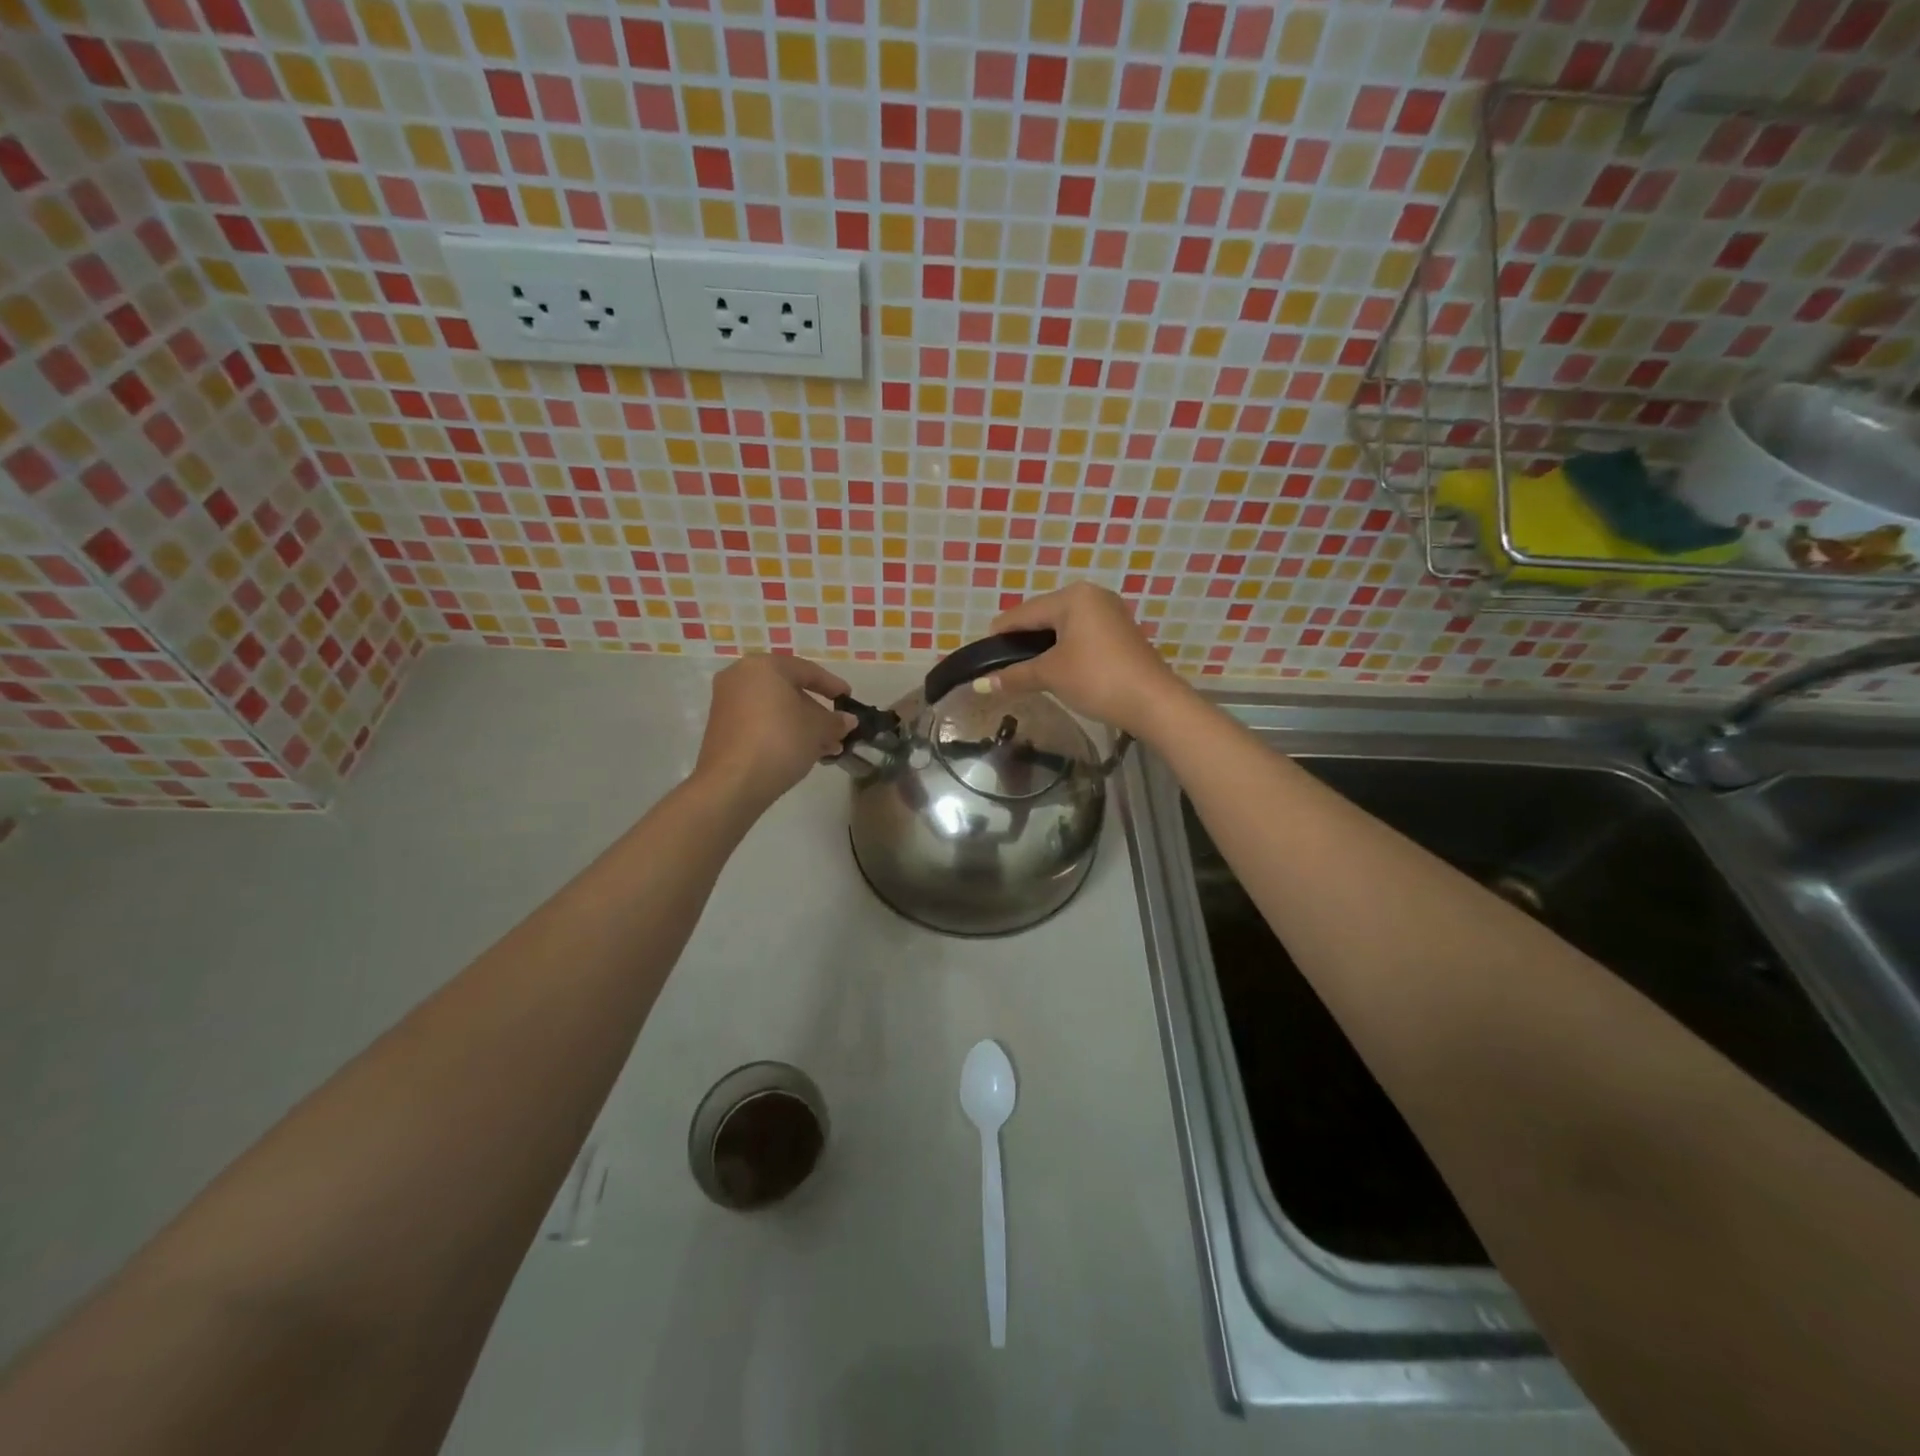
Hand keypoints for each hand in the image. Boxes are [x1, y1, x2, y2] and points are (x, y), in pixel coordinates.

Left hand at [694, 654, 856, 811]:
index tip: (848, 698)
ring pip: (774, 709)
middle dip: (816, 712)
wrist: (733, 782)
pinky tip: (802, 752)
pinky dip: (781, 732)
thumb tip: (848, 720)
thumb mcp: (818, 730)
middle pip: (788, 690)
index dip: (832, 685)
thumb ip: (836, 721)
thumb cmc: (780, 741)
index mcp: (764, 666)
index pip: (807, 671)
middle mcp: (740, 677)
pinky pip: (759, 722)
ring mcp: (727, 702)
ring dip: (802, 725)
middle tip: (837, 730)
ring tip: (826, 748)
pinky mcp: (721, 728)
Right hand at [987, 583, 1185, 739]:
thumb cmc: (1097, 679)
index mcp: (1072, 597)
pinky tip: (1055, 668)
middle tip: (1002, 666)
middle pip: (1043, 616)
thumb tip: (979, 685)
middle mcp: (1092, 596)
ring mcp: (1110, 613)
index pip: (1023, 613)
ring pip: (1063, 626)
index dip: (999, 634)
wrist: (1153, 702)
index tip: (980, 654)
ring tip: (1025, 670)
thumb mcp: (1050, 675)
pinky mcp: (1121, 633)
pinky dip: (1064, 649)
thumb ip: (1014, 676)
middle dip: (1022, 640)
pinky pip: (1081, 634)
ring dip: (1043, 646)